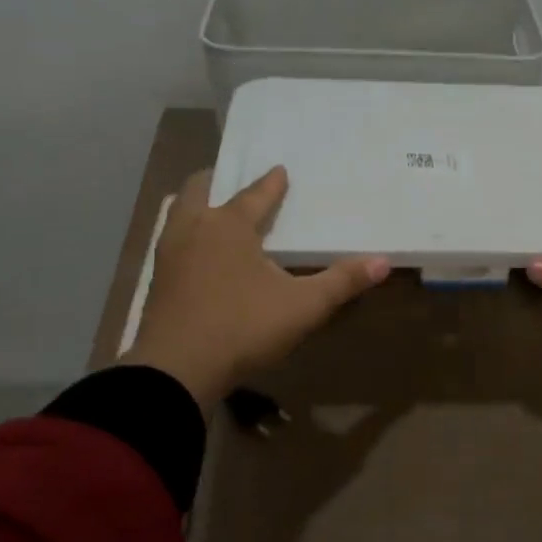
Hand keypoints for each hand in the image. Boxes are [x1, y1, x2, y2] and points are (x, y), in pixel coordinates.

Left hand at [122, 167, 389, 413]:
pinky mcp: (158, 282)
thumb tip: (384, 262)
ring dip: (196, 205)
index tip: (281, 170)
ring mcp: (170, 255)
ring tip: (212, 210)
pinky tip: (199, 253)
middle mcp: (195, 230)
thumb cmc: (243, 328)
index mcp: (229, 226)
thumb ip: (342, 282)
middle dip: (218, 180)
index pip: (254, 194)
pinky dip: (187, 235)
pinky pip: (172, 241)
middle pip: (199, 189)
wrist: (176, 371)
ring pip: (179, 214)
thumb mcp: (303, 307)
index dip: (271, 183)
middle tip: (233, 180)